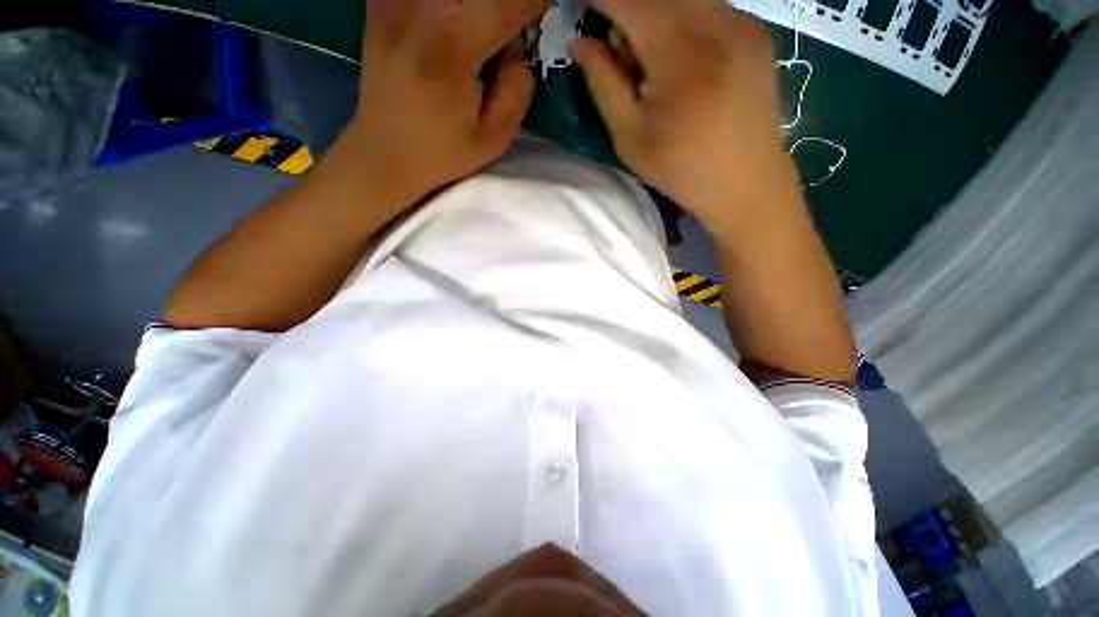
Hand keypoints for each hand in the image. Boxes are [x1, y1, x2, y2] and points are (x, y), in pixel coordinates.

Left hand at [343, 0, 548, 208]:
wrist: (385, 152)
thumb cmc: (443, 152)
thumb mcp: (494, 139)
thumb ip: (517, 90)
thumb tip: (517, 47)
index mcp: (452, 50)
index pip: (505, 3)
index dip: (532, 1)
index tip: (541, 11)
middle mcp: (419, 12)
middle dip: (501, 5)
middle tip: (505, 31)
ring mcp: (394, 2)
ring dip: (474, 8)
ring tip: (481, 36)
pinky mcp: (381, 4)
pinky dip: (447, 9)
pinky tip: (451, 26)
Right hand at [573, 0, 798, 228]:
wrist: (746, 182)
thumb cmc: (681, 170)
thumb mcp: (631, 139)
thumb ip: (604, 85)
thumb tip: (581, 43)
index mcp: (679, 55)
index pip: (629, 1)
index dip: (601, 0)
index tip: (583, 8)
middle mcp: (716, 22)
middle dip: (629, 13)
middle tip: (623, 56)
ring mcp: (743, 22)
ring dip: (656, 18)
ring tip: (654, 66)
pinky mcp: (756, 31)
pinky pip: (709, 7)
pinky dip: (683, 22)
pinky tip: (684, 63)